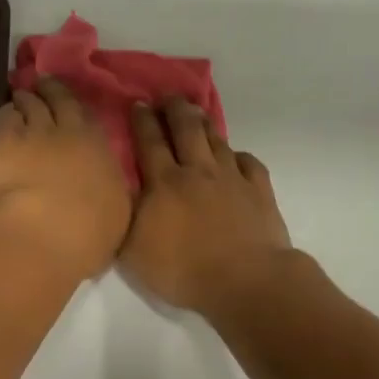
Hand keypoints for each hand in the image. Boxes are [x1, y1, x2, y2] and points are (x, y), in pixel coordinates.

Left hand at [0, 78, 131, 282]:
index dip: (81, 109)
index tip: (74, 106)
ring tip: (22, 96)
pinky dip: (8, 112)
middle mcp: (69, 133)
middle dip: (53, 90)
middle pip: (61, 101)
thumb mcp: (116, 212)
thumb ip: (109, 189)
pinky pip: (6, 117)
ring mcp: (34, 132)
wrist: (42, 235)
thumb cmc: (87, 234)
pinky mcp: (3, 141)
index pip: (91, 120)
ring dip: (27, 98)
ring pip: (30, 104)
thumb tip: (104, 181)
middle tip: (45, 83)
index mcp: (100, 151)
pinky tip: (5, 114)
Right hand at [121, 98, 294, 316]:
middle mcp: (198, 171)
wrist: (245, 281)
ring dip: (205, 124)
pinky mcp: (260, 192)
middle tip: (168, 97)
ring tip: (198, 114)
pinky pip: (249, 163)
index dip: (143, 121)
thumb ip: (123, 216)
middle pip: (186, 129)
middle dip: (175, 109)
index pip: (150, 142)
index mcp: (164, 183)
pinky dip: (239, 156)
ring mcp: (232, 179)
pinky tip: (236, 157)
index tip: (139, 103)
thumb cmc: (183, 269)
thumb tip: (118, 191)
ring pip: (217, 141)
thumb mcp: (133, 249)